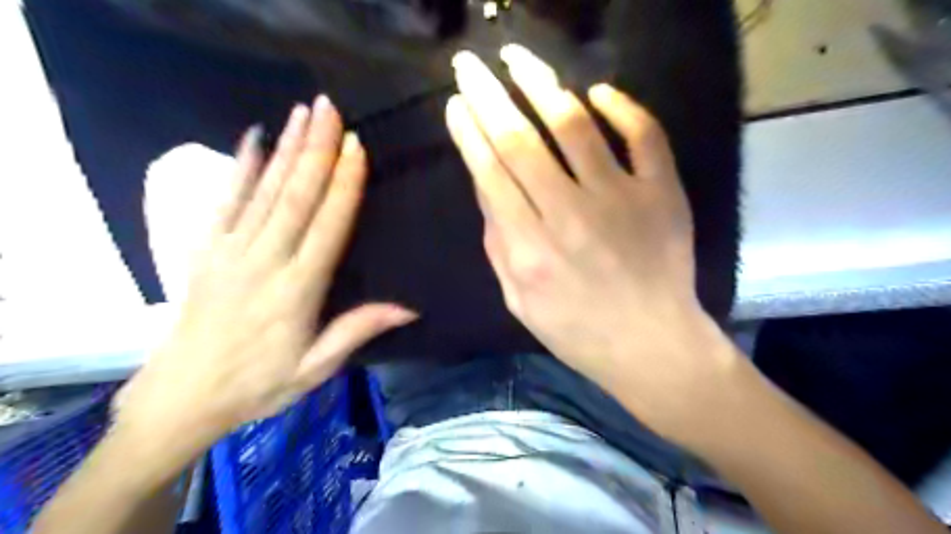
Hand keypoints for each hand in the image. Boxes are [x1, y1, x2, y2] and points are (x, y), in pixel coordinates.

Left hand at [116, 97, 414, 455]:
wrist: (182, 396)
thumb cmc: (258, 383)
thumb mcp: (316, 367)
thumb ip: (358, 330)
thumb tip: (409, 307)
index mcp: (297, 289)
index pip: (327, 226)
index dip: (344, 185)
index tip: (356, 147)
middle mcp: (265, 261)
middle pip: (295, 197)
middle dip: (316, 150)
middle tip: (330, 109)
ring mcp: (230, 251)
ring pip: (264, 190)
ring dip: (287, 148)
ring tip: (303, 113)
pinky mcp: (205, 249)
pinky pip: (225, 200)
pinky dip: (241, 167)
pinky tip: (253, 137)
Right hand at [445, 45, 732, 439]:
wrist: (651, 345)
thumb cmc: (576, 330)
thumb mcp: (519, 299)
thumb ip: (498, 242)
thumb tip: (487, 185)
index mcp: (530, 250)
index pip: (491, 174)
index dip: (470, 132)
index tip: (457, 102)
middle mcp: (570, 217)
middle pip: (521, 141)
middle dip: (489, 96)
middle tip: (470, 64)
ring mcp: (621, 200)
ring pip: (575, 126)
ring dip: (541, 85)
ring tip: (519, 60)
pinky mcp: (663, 194)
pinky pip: (644, 135)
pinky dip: (622, 106)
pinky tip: (598, 91)